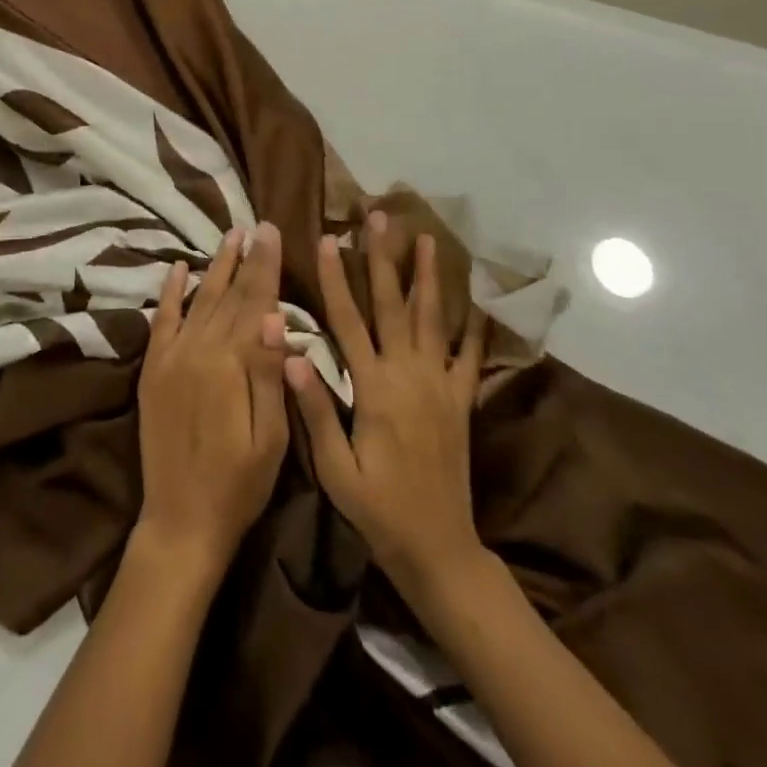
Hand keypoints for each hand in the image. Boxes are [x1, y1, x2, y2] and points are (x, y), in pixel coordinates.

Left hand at [136, 223, 289, 571]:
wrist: (181, 521)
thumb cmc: (239, 484)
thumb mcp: (271, 437)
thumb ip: (269, 372)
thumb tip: (275, 314)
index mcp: (231, 363)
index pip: (254, 301)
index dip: (265, 265)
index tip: (273, 230)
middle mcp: (198, 349)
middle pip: (228, 294)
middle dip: (246, 258)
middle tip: (257, 225)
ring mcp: (171, 357)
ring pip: (198, 299)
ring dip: (214, 267)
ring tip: (230, 237)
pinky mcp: (153, 369)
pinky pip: (162, 321)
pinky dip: (170, 293)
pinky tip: (179, 268)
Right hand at [286, 214, 488, 600]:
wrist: (439, 549)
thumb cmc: (378, 510)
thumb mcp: (335, 469)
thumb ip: (315, 408)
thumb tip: (289, 354)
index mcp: (374, 388)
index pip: (348, 321)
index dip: (334, 278)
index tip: (325, 239)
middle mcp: (409, 375)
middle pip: (393, 305)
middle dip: (383, 257)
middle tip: (379, 217)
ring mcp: (440, 385)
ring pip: (434, 318)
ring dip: (428, 276)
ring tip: (427, 239)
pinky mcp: (461, 401)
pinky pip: (470, 356)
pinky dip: (474, 326)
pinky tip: (477, 301)